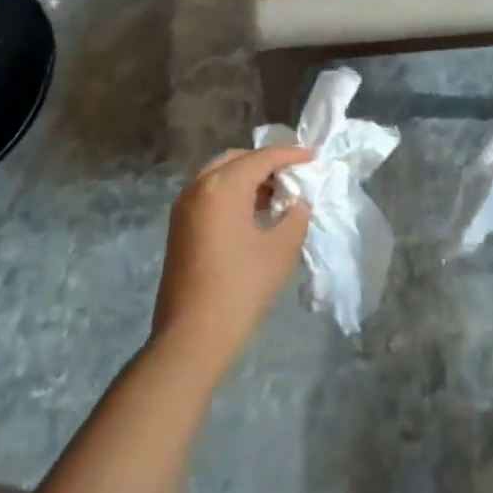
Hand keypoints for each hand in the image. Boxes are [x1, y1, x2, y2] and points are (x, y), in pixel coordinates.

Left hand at [150, 145, 310, 377]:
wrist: (191, 338)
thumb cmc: (240, 288)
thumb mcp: (281, 250)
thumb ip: (295, 217)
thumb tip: (296, 204)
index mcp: (223, 185)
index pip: (263, 157)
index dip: (291, 155)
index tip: (313, 157)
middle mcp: (199, 186)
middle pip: (237, 159)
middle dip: (266, 162)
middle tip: (293, 175)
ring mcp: (184, 206)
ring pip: (220, 175)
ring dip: (247, 178)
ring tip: (276, 195)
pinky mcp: (178, 226)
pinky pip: (209, 194)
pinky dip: (231, 193)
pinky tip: (252, 213)